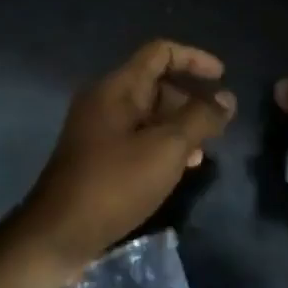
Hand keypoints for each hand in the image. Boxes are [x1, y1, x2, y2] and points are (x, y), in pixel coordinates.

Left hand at [16, 40, 236, 273]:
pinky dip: (164, 145)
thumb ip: (200, 118)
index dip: (194, 59)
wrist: (60, 234)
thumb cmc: (115, 184)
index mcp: (116, 89)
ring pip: (150, 114)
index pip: (160, 53)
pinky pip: (139, 138)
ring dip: (181, 125)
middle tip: (218, 124)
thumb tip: (227, 99)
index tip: (223, 78)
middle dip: (191, 98)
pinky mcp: (100, 158)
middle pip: (156, 83)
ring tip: (206, 149)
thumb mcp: (166, 148)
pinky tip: (183, 168)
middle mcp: (105, 102)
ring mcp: (100, 131)